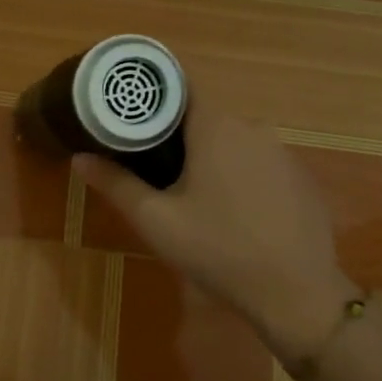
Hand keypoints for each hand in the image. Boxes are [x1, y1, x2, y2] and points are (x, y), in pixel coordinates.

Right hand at [74, 107, 359, 362]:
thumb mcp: (155, 220)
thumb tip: (79, 158)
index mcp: (216, 127)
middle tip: (146, 161)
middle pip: (204, 116)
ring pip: (233, 141)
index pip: (180, 87)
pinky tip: (230, 210)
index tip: (128, 114)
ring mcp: (283, 153)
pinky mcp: (301, 179)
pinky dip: (239, 174)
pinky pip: (259, 163)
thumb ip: (116, 184)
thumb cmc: (217, 249)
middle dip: (175, 133)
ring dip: (209, 156)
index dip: (152, 96)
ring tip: (185, 189)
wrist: (296, 293)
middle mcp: (254, 128)